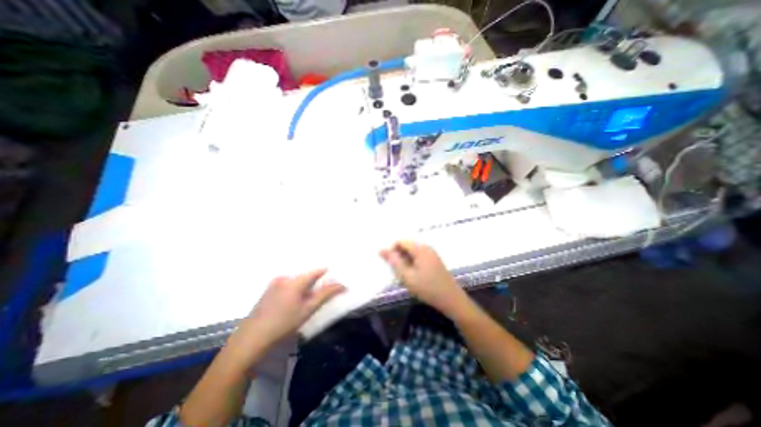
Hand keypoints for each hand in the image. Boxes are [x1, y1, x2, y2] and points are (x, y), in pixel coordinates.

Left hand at [243, 271, 345, 346]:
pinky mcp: (268, 290)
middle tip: (321, 293)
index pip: (316, 271)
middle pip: (306, 275)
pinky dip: (295, 289)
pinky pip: (287, 284)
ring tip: (307, 300)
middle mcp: (284, 277)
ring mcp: (274, 283)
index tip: (334, 279)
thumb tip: (342, 285)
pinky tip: (293, 303)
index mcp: (295, 281)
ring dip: (305, 287)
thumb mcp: (307, 310)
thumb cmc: (283, 324)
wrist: (251, 339)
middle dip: (315, 282)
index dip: (326, 273)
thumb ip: (325, 295)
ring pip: (296, 280)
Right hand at [380, 242, 466, 314]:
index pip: (401, 241)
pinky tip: (414, 276)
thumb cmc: (428, 288)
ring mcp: (431, 254)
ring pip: (412, 252)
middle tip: (398, 273)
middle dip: (399, 256)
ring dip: (405, 261)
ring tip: (406, 276)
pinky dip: (412, 264)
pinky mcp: (434, 260)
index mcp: (420, 249)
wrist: (451, 300)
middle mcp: (426, 247)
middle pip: (407, 245)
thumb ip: (394, 262)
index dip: (392, 251)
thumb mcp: (407, 277)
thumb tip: (381, 250)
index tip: (391, 265)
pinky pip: (418, 257)